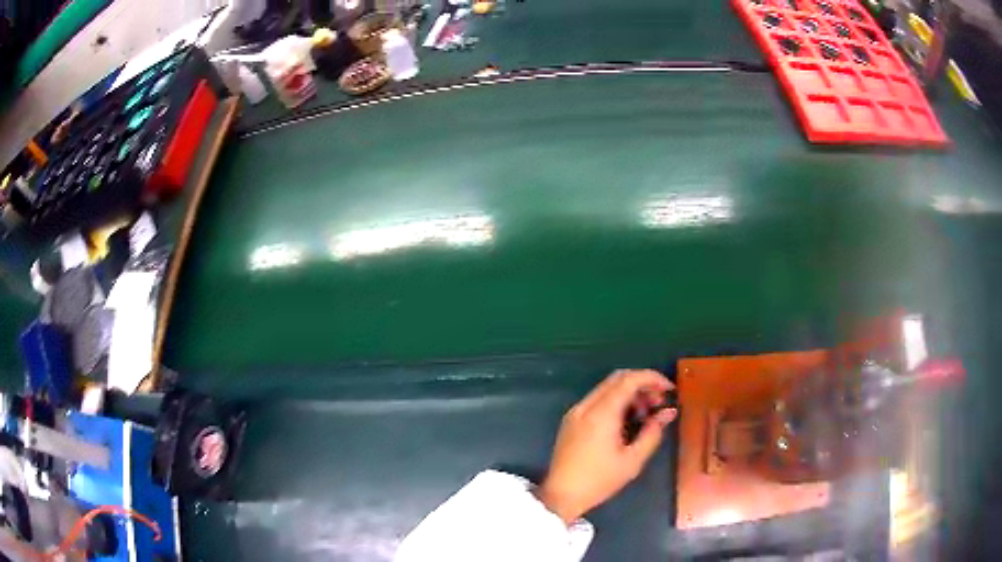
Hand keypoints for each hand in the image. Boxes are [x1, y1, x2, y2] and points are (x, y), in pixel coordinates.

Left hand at [536, 369, 676, 523]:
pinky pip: (597, 400)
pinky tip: (627, 420)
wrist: (561, 496)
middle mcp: (586, 406)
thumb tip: (668, 413)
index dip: (652, 378)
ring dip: (629, 393)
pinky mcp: (571, 420)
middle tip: (659, 402)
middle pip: (617, 379)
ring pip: (607, 388)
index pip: (629, 380)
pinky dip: (615, 402)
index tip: (669, 389)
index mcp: (601, 413)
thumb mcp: (632, 461)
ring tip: (646, 414)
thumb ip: (652, 433)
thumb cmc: (599, 481)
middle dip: (642, 384)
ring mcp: (576, 412)